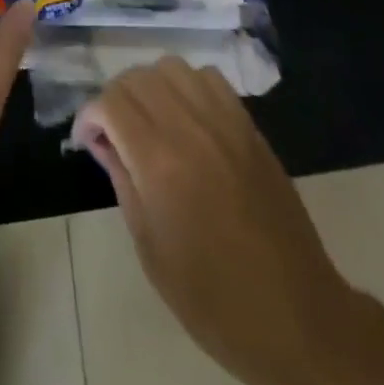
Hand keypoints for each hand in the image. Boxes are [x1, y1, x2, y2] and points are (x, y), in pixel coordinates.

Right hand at [71, 58, 354, 384]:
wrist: (296, 317)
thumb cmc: (213, 299)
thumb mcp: (150, 249)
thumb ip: (122, 181)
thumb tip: (103, 142)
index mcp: (160, 162)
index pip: (111, 102)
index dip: (89, 116)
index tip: (87, 141)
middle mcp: (191, 128)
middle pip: (138, 77)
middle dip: (115, 98)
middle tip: (112, 133)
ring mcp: (225, 122)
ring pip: (172, 67)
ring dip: (150, 86)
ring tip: (149, 120)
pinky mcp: (249, 127)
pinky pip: (209, 79)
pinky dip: (188, 86)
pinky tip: (186, 118)